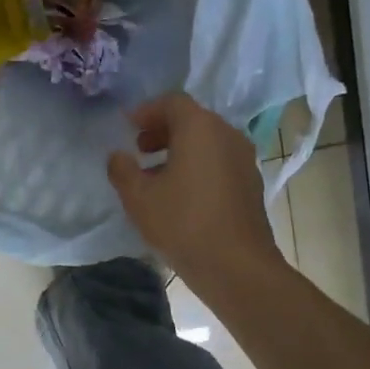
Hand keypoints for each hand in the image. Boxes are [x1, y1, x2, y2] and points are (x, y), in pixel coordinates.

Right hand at [108, 93, 282, 287]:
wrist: (238, 266)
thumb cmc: (183, 224)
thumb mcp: (139, 198)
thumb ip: (122, 170)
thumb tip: (117, 156)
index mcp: (200, 128)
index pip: (172, 102)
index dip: (147, 111)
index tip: (128, 128)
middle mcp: (227, 134)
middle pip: (192, 119)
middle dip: (162, 130)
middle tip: (139, 149)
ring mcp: (244, 158)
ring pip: (207, 141)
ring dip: (180, 149)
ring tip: (156, 174)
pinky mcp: (251, 182)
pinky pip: (220, 160)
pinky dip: (198, 165)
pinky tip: (182, 193)